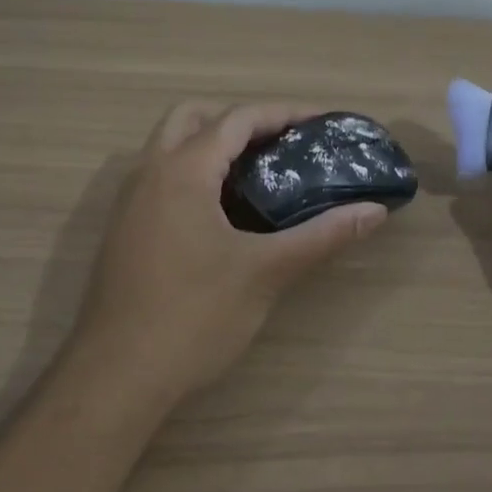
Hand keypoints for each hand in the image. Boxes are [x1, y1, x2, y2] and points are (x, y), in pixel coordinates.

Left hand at [67, 101, 390, 405]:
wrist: (117, 378)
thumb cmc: (194, 317)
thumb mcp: (266, 272)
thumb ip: (322, 236)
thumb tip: (374, 212)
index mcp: (181, 172)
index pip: (237, 119)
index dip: (283, 114)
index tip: (322, 123)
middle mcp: (148, 175)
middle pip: (193, 118)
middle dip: (240, 122)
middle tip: (282, 145)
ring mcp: (129, 205)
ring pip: (171, 150)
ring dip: (213, 148)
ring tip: (262, 176)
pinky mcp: (125, 234)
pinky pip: (162, 182)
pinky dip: (196, 178)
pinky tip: (226, 218)